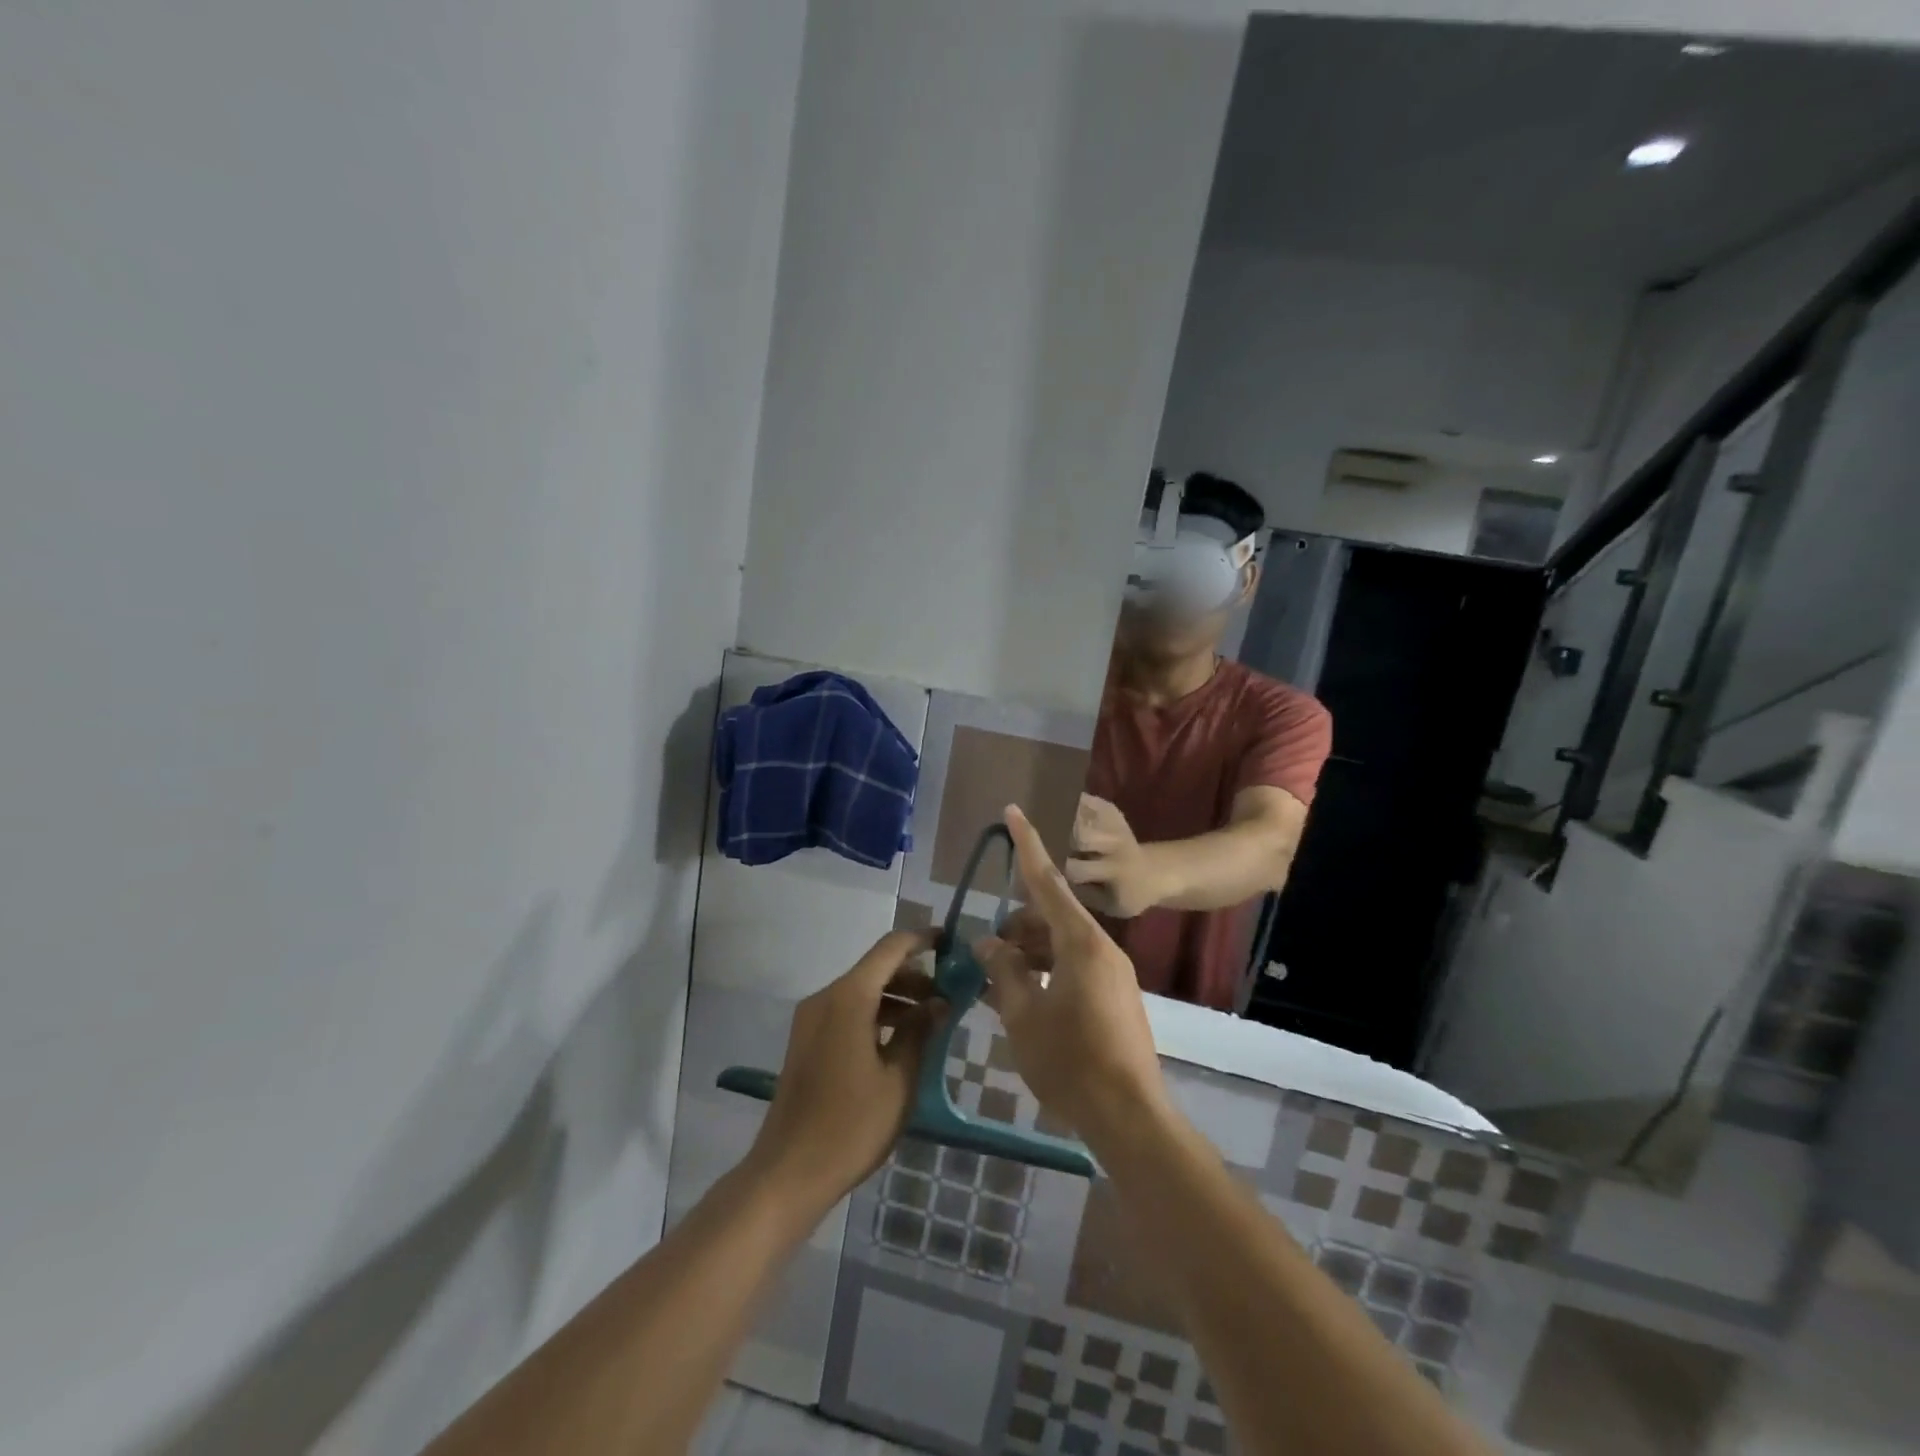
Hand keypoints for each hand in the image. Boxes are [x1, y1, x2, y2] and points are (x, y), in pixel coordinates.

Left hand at [747, 930, 944, 1214]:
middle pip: (875, 968)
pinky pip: (847, 1011)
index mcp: (849, 997)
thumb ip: (921, 1032)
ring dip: (896, 998)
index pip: (890, 948)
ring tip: (930, 1022)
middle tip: (948, 996)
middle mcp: (826, 998)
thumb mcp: (899, 1080)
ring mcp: (811, 1019)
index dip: (922, 940)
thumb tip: (940, 1002)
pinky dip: (876, 1015)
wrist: (788, 1172)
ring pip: (861, 991)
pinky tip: (899, 1041)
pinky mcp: (807, 1041)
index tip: (951, 943)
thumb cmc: (851, 1126)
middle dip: (913, 976)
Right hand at [975, 806, 1167, 1140]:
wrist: (1129, 1116)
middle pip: (1051, 916)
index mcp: (1081, 943)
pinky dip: (1046, 971)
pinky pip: (1073, 966)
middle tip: (986, 952)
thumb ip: (1005, 971)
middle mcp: (1101, 948)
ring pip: (1061, 943)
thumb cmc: (1071, 1062)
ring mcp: (1112, 973)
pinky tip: (1022, 996)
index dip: (1026, 845)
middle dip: (1016, 925)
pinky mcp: (1114, 996)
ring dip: (1029, 952)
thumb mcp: (1024, 1015)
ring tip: (997, 979)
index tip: (1013, 811)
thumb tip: (989, 942)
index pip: (1047, 881)